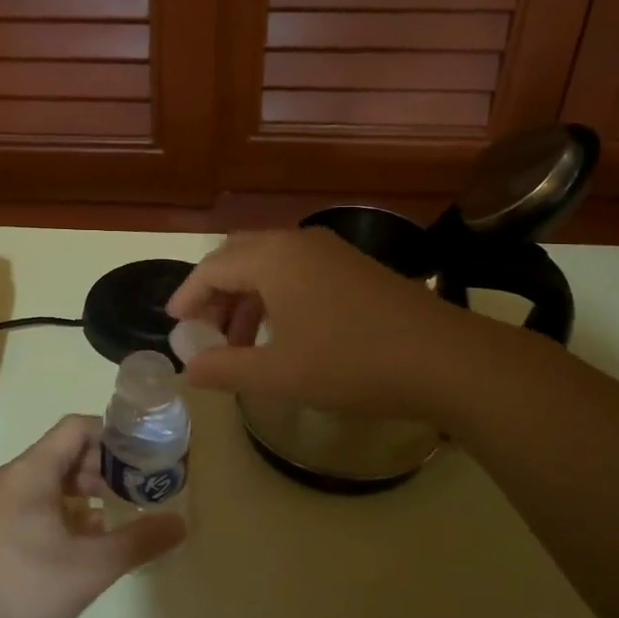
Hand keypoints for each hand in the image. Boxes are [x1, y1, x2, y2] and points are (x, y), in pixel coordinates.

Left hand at [0, 416, 184, 617]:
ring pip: (55, 477)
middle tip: (140, 487)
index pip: (77, 428)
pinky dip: (69, 507)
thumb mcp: (91, 566)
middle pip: (67, 450)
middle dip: (106, 464)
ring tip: (121, 512)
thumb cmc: (26, 588)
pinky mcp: (0, 523)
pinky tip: (91, 537)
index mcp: (31, 470)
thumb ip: (138, 540)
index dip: (113, 434)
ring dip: (89, 488)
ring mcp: (3, 500)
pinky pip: (41, 499)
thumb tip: (181, 523)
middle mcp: (15, 475)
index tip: (144, 454)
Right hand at [167, 229, 449, 414]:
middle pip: (237, 257)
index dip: (188, 296)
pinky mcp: (352, 265)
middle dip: (215, 293)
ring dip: (245, 297)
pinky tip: (281, 332)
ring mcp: (329, 251)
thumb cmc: (351, 363)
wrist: (444, 359)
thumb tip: (188, 370)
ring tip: (240, 341)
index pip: (212, 268)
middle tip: (204, 332)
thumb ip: (226, 369)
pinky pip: (295, 270)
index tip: (174, 325)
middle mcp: (296, 242)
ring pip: (268, 263)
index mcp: (272, 258)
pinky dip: (274, 295)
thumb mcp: (279, 374)